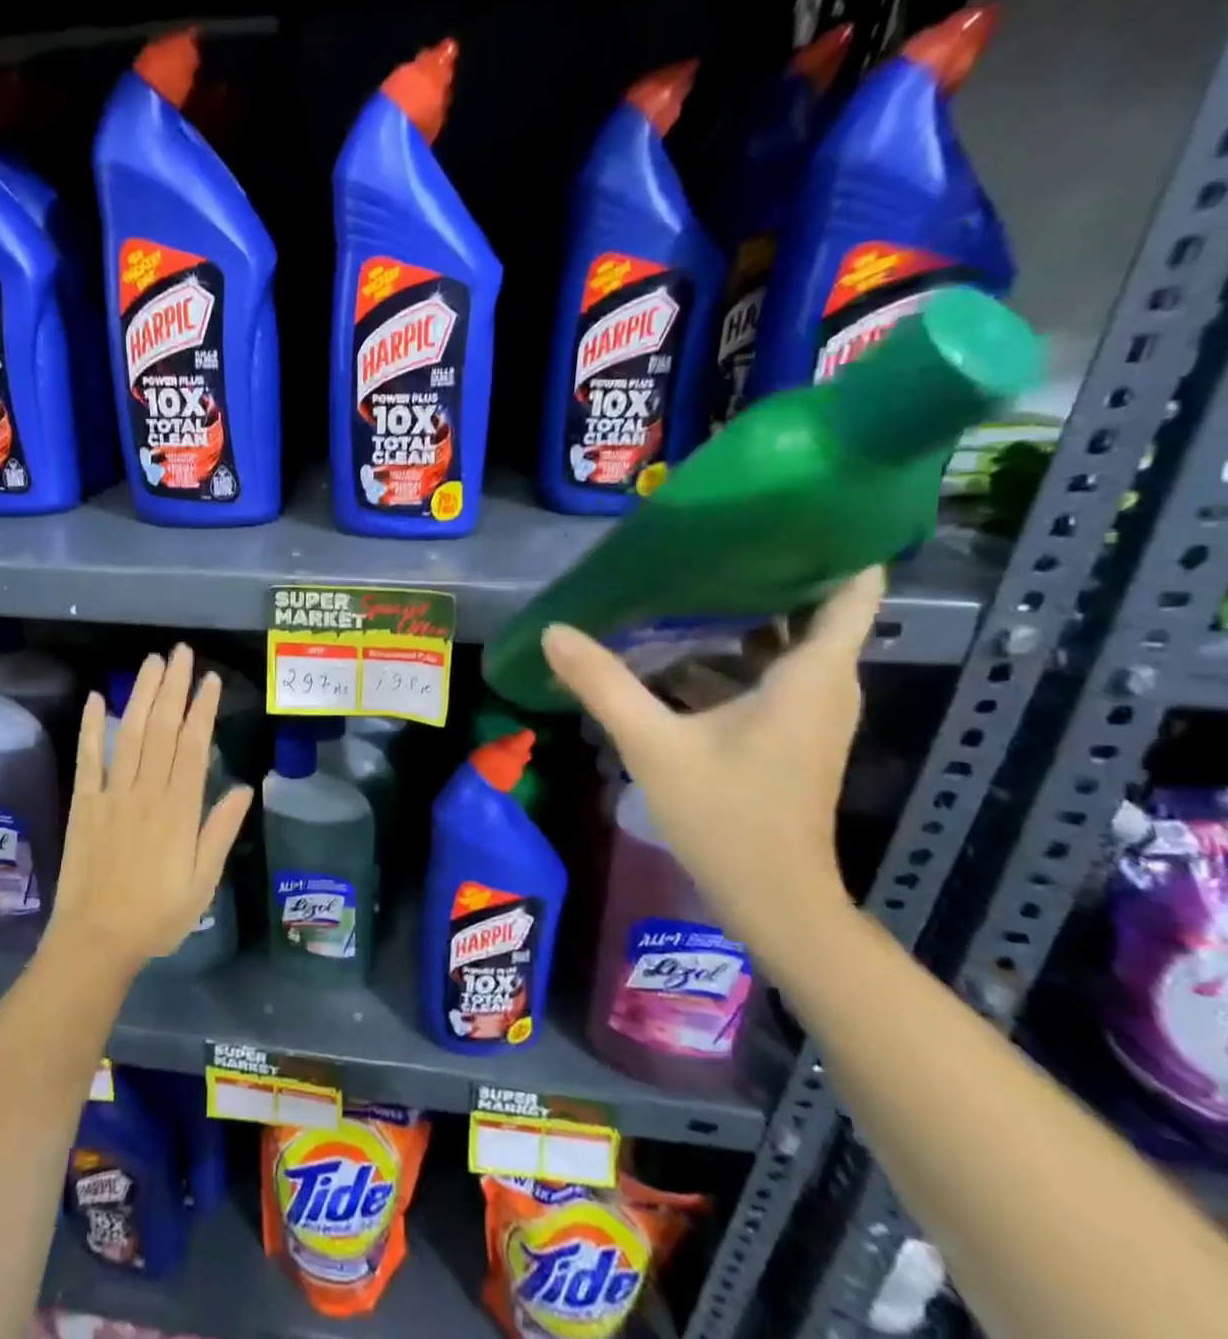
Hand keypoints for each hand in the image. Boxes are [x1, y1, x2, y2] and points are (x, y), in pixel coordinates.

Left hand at [47, 645, 253, 977]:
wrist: (95, 943)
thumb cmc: (157, 916)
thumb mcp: (203, 883)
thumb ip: (220, 832)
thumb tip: (242, 787)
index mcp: (178, 810)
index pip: (192, 747)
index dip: (202, 709)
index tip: (210, 679)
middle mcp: (146, 793)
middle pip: (161, 730)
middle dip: (174, 688)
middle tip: (182, 653)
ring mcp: (112, 795)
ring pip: (130, 735)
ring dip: (142, 695)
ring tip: (153, 662)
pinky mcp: (84, 804)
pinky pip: (88, 759)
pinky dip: (92, 727)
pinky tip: (98, 698)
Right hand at [539, 568, 883, 944]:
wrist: (773, 900)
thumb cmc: (727, 817)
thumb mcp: (653, 745)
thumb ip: (603, 684)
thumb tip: (554, 631)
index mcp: (811, 675)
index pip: (854, 588)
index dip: (835, 541)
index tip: (787, 506)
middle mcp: (823, 685)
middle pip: (813, 607)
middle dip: (770, 569)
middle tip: (712, 537)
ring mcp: (809, 712)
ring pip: (786, 643)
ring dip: (746, 614)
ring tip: (688, 580)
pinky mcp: (789, 734)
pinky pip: (769, 674)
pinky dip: (733, 655)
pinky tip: (677, 651)